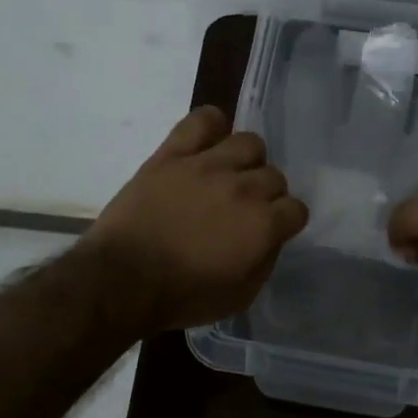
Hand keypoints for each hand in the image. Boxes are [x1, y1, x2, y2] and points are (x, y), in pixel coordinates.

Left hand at [85, 105, 308, 331]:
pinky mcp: (173, 153)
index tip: (271, 230)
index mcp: (262, 225)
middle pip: (274, 175)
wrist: (120, 280)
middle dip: (266, 194)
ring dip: (246, 160)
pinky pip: (202, 120)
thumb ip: (264, 262)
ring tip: (230, 174)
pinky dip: (211, 124)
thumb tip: (271, 238)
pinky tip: (208, 142)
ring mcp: (207, 165)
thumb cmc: (181, 296)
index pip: (296, 209)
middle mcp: (243, 187)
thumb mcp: (238, 297)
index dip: (285, 221)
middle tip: (245, 208)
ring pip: (248, 142)